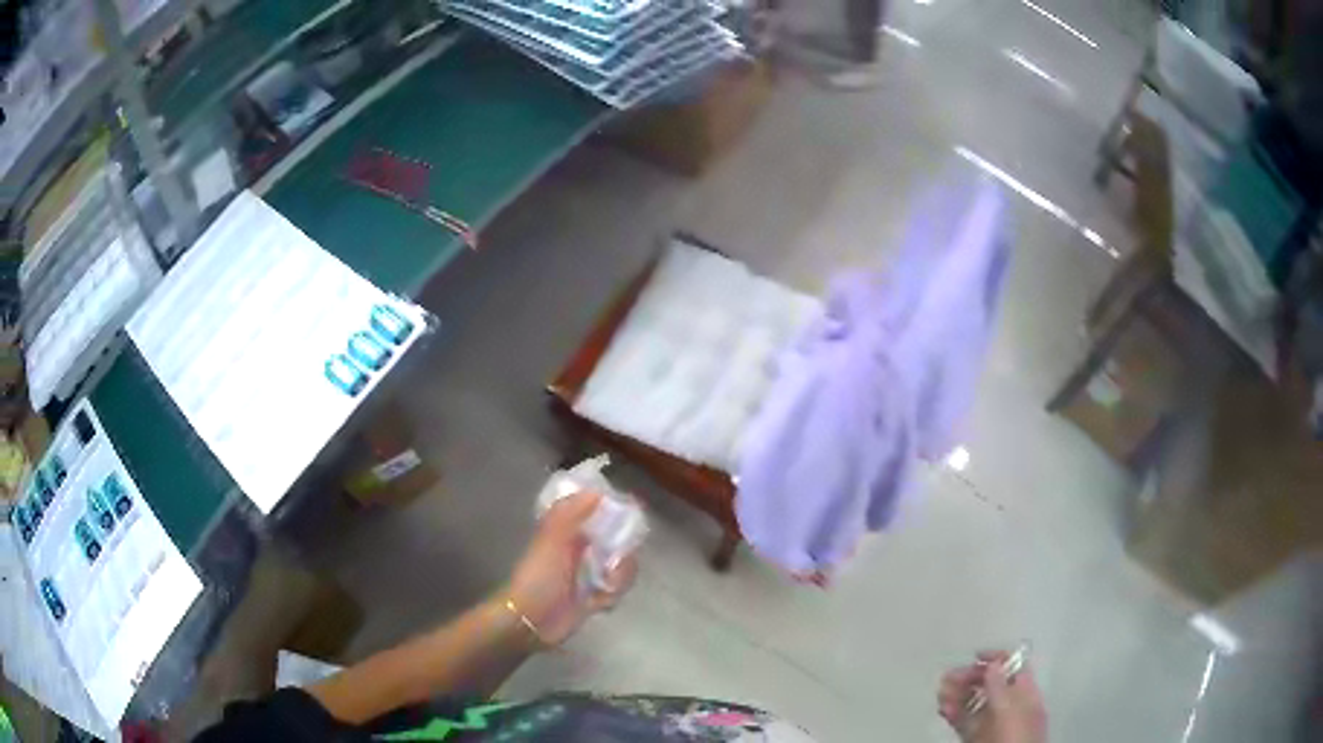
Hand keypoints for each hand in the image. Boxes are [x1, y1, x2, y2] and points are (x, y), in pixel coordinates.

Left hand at [506, 491, 637, 646]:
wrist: (531, 620)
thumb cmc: (538, 577)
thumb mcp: (550, 540)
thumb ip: (569, 513)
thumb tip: (597, 491)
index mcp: (569, 532)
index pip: (600, 513)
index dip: (617, 514)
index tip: (631, 518)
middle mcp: (581, 550)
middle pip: (618, 541)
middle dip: (624, 553)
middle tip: (615, 564)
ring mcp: (589, 574)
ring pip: (621, 567)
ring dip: (620, 577)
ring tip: (606, 586)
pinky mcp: (595, 597)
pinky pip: (617, 590)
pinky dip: (613, 595)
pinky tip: (600, 602)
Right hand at [938, 651, 1046, 742]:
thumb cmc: (1013, 734)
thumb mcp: (1008, 708)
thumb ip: (1000, 686)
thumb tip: (993, 663)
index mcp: (1025, 693)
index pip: (1014, 667)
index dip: (997, 658)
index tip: (975, 656)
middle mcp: (1010, 705)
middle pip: (991, 684)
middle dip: (970, 677)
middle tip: (949, 676)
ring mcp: (993, 722)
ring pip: (974, 703)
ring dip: (957, 695)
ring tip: (940, 691)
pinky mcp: (978, 737)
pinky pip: (965, 721)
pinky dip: (954, 713)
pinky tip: (943, 708)